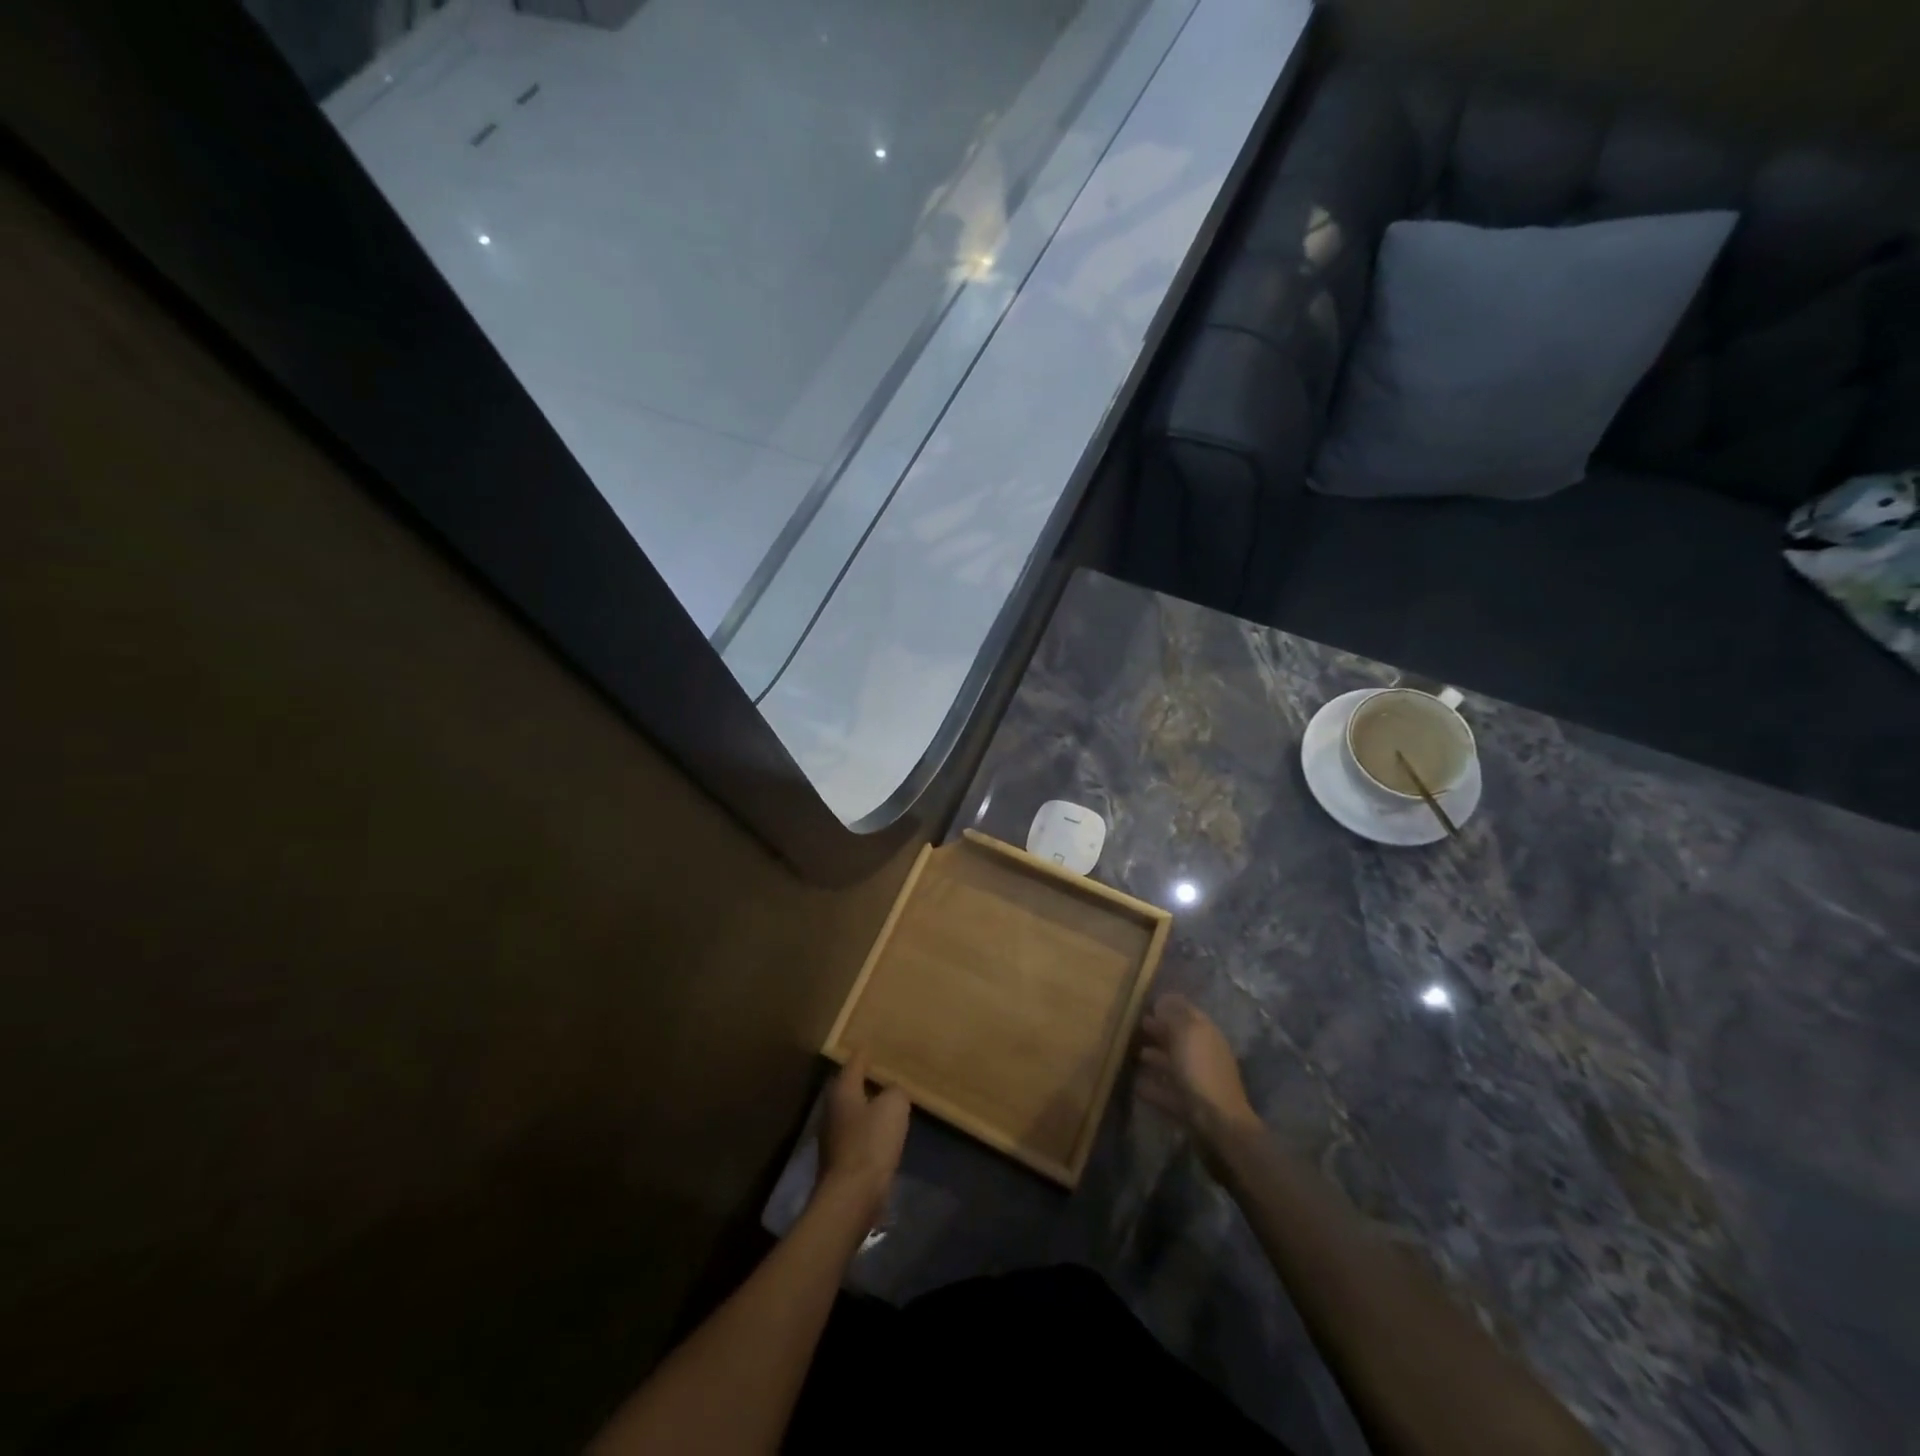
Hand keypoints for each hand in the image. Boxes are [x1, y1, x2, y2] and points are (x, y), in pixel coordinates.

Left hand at [816, 1052, 909, 1223]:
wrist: (852, 1197)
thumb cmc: (871, 1143)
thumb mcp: (893, 1107)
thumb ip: (895, 1092)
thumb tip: (892, 1092)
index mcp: (843, 1091)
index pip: (853, 1064)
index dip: (863, 1054)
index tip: (869, 1045)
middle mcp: (832, 1110)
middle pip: (847, 1088)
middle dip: (861, 1081)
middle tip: (879, 1072)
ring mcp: (832, 1138)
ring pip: (851, 1113)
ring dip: (865, 1108)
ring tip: (885, 1102)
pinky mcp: (839, 1162)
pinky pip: (856, 1136)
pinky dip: (868, 1131)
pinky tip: (881, 1134)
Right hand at [1136, 994, 1261, 1156]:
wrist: (1218, 1124)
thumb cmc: (1200, 1071)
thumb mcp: (1186, 1034)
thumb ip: (1174, 1015)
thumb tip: (1163, 1000)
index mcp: (1206, 1034)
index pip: (1187, 1012)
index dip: (1169, 1005)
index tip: (1147, 1002)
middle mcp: (1203, 1054)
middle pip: (1179, 1038)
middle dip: (1160, 1031)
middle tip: (1136, 1025)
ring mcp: (1197, 1082)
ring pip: (1173, 1064)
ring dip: (1155, 1057)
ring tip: (1134, 1053)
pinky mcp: (1189, 1106)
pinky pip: (1167, 1091)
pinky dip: (1153, 1086)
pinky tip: (1136, 1084)